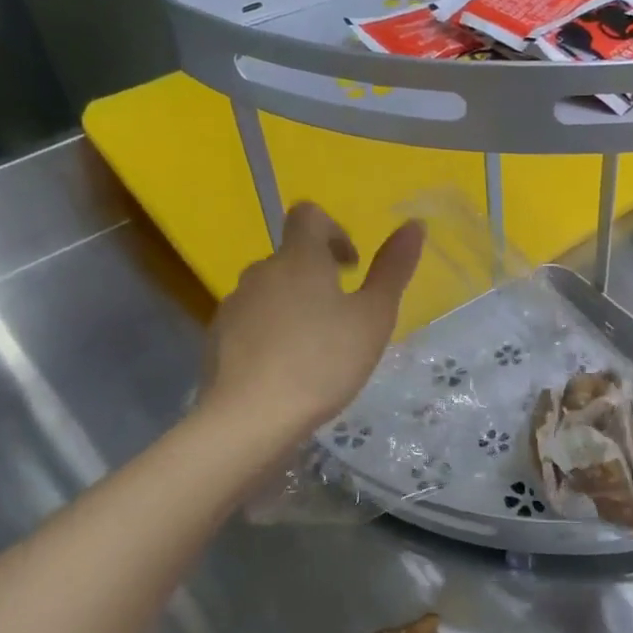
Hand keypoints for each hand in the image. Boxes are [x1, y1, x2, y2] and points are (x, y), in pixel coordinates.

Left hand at [203, 203, 423, 437]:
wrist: (250, 418)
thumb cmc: (322, 362)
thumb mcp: (373, 318)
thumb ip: (393, 270)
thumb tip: (415, 224)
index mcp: (298, 259)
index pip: (308, 215)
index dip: (333, 230)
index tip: (351, 266)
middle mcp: (261, 272)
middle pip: (290, 257)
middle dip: (318, 277)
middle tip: (344, 318)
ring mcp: (234, 305)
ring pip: (271, 291)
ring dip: (295, 305)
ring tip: (316, 349)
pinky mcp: (217, 338)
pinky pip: (251, 322)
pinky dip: (271, 333)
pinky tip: (285, 370)